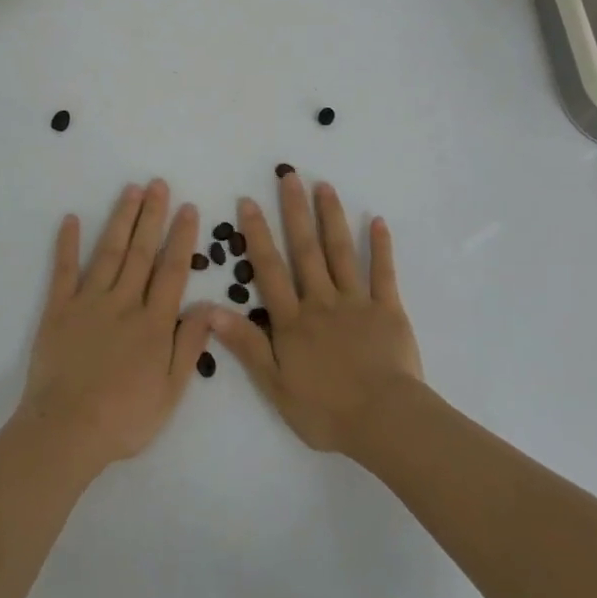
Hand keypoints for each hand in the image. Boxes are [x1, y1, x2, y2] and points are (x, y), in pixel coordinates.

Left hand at [16, 180, 212, 469]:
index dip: (181, 238)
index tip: (187, 208)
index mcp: (154, 323)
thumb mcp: (171, 392)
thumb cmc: (125, 419)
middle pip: (142, 252)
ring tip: (131, 190)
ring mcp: (89, 302)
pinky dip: (68, 244)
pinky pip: (64, 270)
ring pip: (110, 252)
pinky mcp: (59, 309)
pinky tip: (72, 219)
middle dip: (152, 216)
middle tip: (158, 184)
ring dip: (122, 219)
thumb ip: (190, 346)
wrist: (67, 431)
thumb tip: (209, 306)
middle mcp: (124, 302)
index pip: (172, 270)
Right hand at [208, 173, 423, 455]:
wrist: (384, 422)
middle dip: (295, 211)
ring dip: (331, 217)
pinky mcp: (388, 310)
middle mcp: (321, 301)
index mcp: (293, 320)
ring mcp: (356, 302)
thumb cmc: (326, 410)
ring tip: (324, 185)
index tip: (248, 200)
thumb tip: (209, 309)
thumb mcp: (275, 385)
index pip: (270, 269)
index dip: (257, 234)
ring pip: (341, 252)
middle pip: (305, 249)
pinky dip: (381, 246)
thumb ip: (245, 344)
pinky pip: (383, 273)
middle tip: (289, 175)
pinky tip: (377, 220)